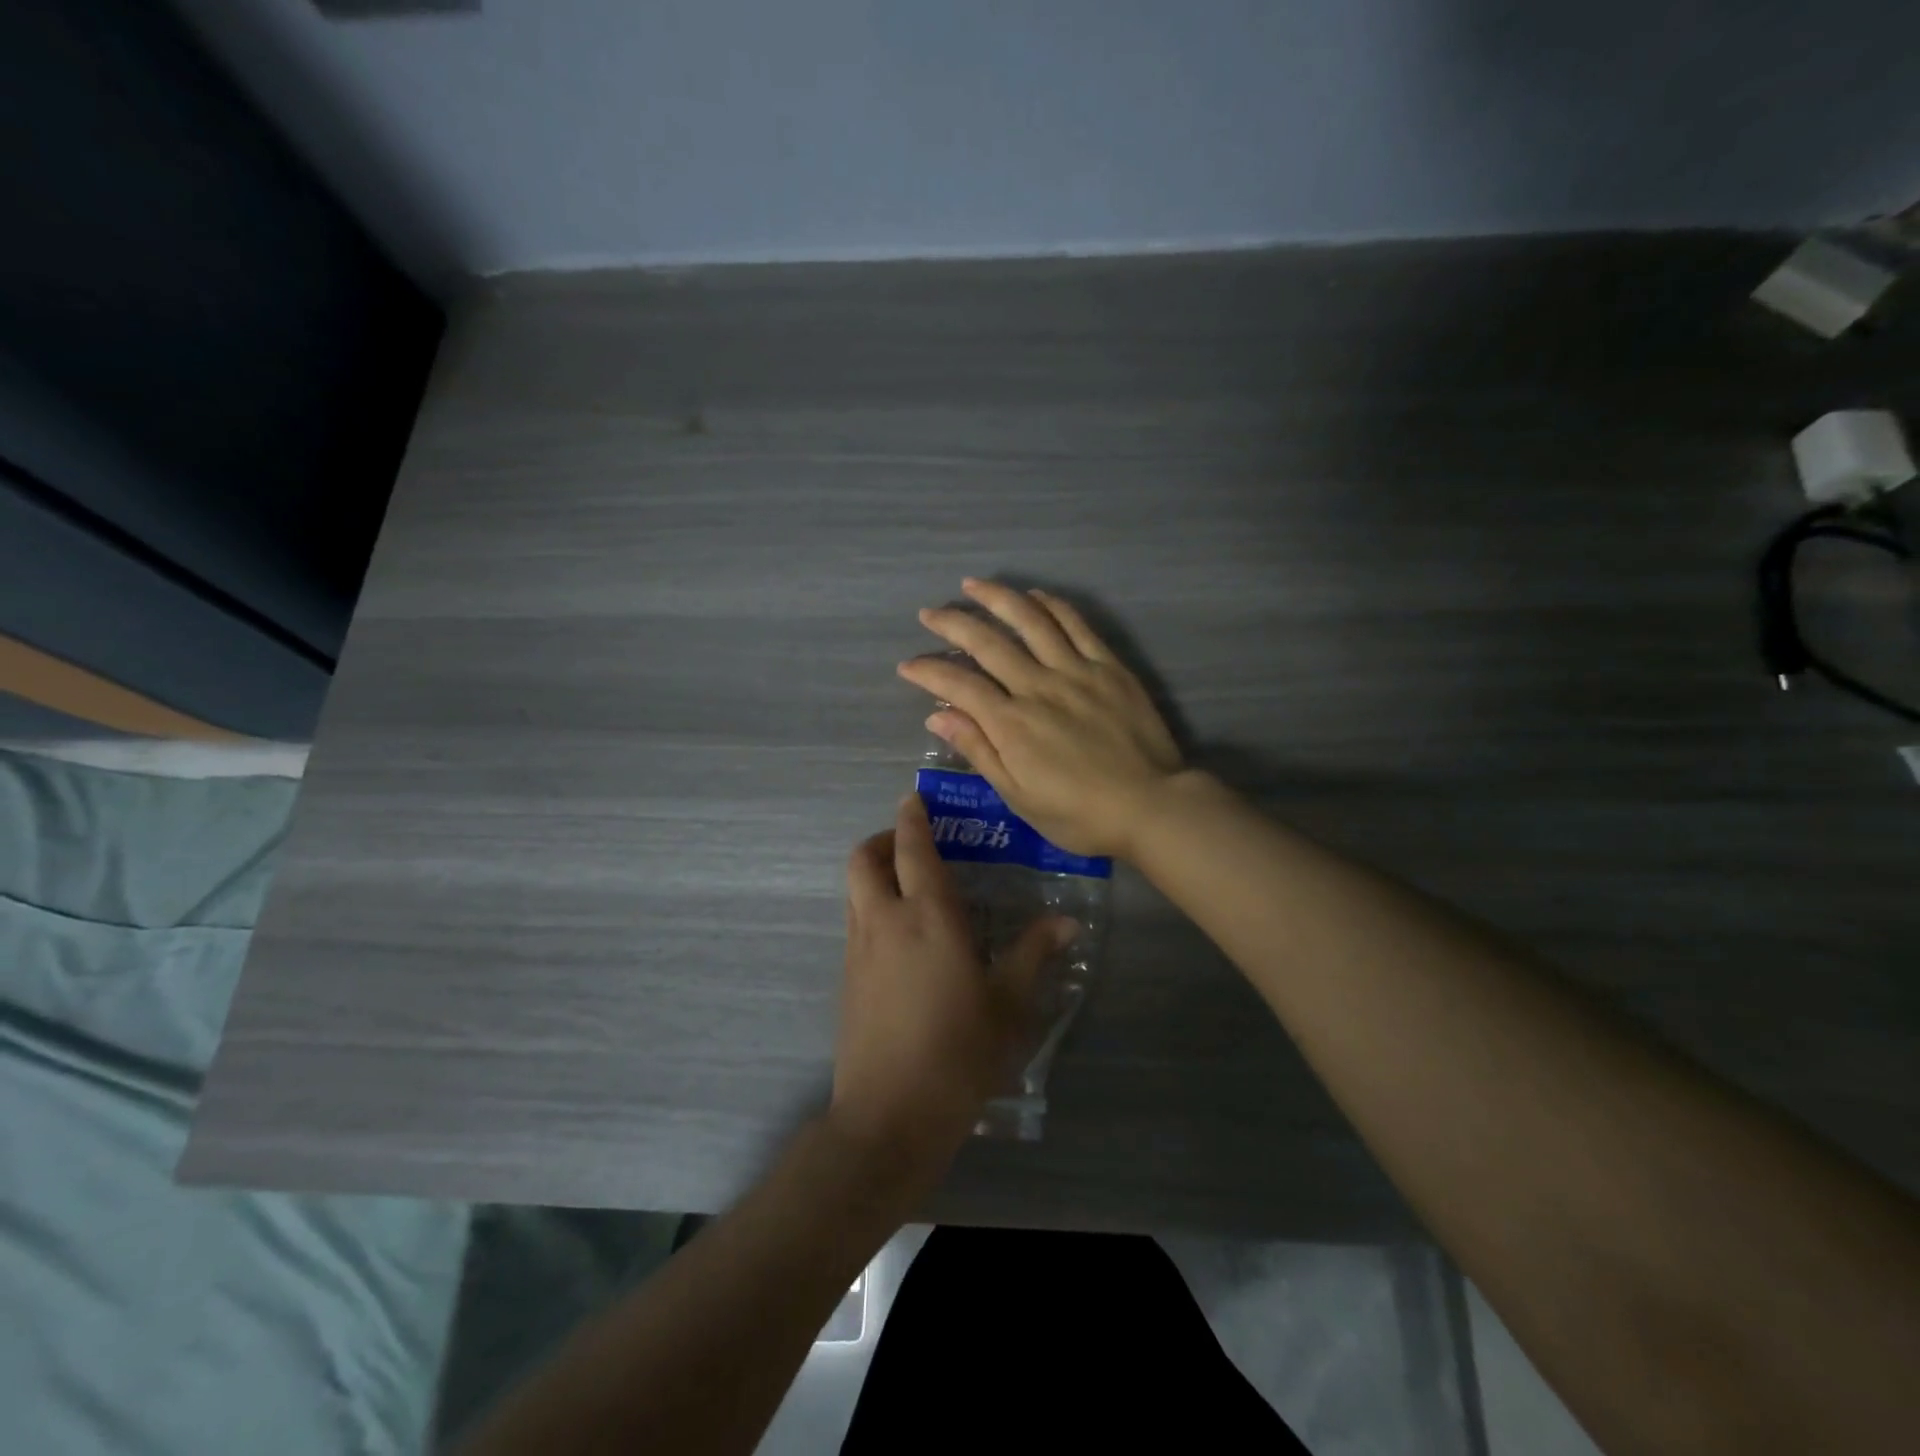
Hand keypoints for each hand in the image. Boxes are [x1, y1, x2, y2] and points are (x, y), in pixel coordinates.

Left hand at [832, 793, 1073, 1169]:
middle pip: (864, 858)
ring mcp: (858, 949)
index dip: (912, 817)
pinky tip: (901, 938)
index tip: (915, 798)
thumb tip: (1067, 921)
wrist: (890, 1115)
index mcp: (928, 917)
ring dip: (874, 872)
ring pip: (853, 889)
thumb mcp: (1009, 1004)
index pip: (913, 848)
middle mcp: (885, 921)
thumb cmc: (958, 1052)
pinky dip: (870, 907)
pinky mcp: (846, 978)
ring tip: (908, 886)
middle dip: (884, 840)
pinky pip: (854, 921)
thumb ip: (1034, 954)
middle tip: (912, 844)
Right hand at [898, 578, 1183, 858]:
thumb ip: (979, 750)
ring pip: (1030, 621)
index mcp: (1012, 723)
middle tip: (929, 613)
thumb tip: (938, 717)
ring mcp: (1076, 670)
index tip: (907, 665)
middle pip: (987, 642)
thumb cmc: (1079, 814)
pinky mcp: (1108, 666)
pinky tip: (1034, 596)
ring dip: (997, 598)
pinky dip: (1051, 605)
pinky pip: (1076, 625)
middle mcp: (1038, 686)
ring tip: (973, 585)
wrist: (1152, 805)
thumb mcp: (1019, 796)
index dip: (929, 672)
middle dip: (952, 624)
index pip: (959, 685)